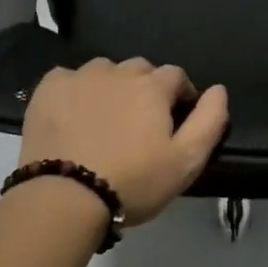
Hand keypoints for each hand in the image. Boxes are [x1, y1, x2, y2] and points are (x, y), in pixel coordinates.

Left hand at [19, 58, 229, 225]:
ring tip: (105, 119)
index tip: (176, 118)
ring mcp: (80, 76)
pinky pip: (69, 78)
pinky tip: (74, 116)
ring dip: (111, 87)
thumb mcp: (186, 161)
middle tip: (140, 123)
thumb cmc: (133, 182)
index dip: (181, 94)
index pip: (176, 76)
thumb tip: (219, 89)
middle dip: (146, 88)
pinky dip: (76, 91)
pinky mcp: (48, 88)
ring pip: (104, 71)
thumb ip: (210, 121)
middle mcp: (117, 71)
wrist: (66, 197)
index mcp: (152, 86)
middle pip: (140, 70)